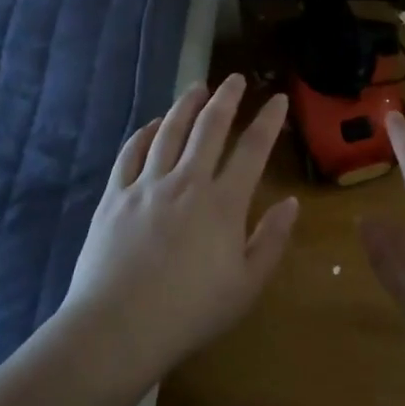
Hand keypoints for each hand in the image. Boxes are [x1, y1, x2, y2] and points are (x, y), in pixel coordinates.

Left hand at [59, 74, 298, 380]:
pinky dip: (143, 133)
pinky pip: (130, 153)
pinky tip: (150, 125)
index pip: (252, 150)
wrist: (119, 326)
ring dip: (185, 106)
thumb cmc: (191, 312)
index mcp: (223, 203)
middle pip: (209, 128)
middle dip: (226, 99)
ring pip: (168, 132)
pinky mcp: (114, 196)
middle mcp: (186, 182)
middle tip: (234, 79)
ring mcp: (146, 185)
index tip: (277, 99)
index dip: (268, 121)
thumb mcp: (246, 285)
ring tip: (196, 88)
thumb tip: (290, 203)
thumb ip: (271, 240)